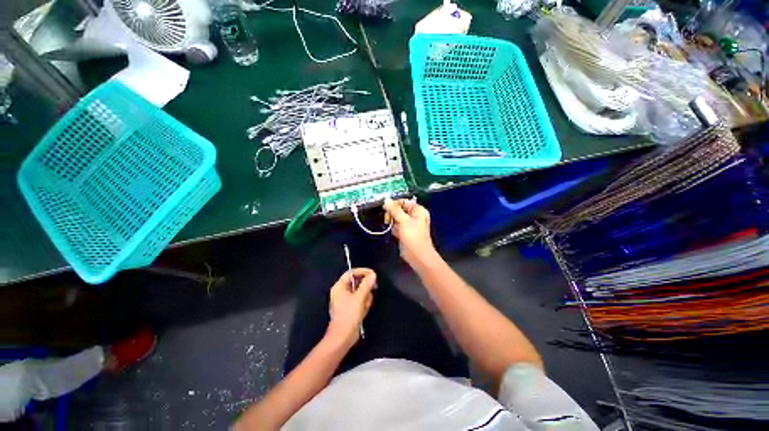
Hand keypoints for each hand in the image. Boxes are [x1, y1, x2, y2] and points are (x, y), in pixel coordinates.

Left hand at [326, 268, 376, 348]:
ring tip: (365, 305)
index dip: (363, 272)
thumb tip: (373, 274)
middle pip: (357, 282)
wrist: (343, 337)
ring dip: (365, 297)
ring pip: (360, 291)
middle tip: (372, 290)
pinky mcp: (351, 307)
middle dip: (365, 288)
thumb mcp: (359, 298)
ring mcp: (346, 299)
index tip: (373, 274)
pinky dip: (364, 303)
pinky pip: (360, 299)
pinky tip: (364, 310)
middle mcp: (342, 291)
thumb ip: (366, 284)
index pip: (351, 273)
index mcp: (339, 286)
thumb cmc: (348, 316)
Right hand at [383, 198, 435, 266]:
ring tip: (394, 228)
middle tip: (388, 219)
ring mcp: (409, 224)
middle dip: (392, 214)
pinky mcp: (405, 232)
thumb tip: (386, 200)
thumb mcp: (403, 221)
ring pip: (397, 218)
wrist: (417, 255)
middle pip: (399, 209)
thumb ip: (394, 210)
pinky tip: (396, 234)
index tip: (385, 208)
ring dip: (393, 222)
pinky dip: (394, 229)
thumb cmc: (413, 236)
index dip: (394, 204)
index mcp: (418, 210)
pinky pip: (397, 226)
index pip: (403, 201)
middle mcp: (414, 216)